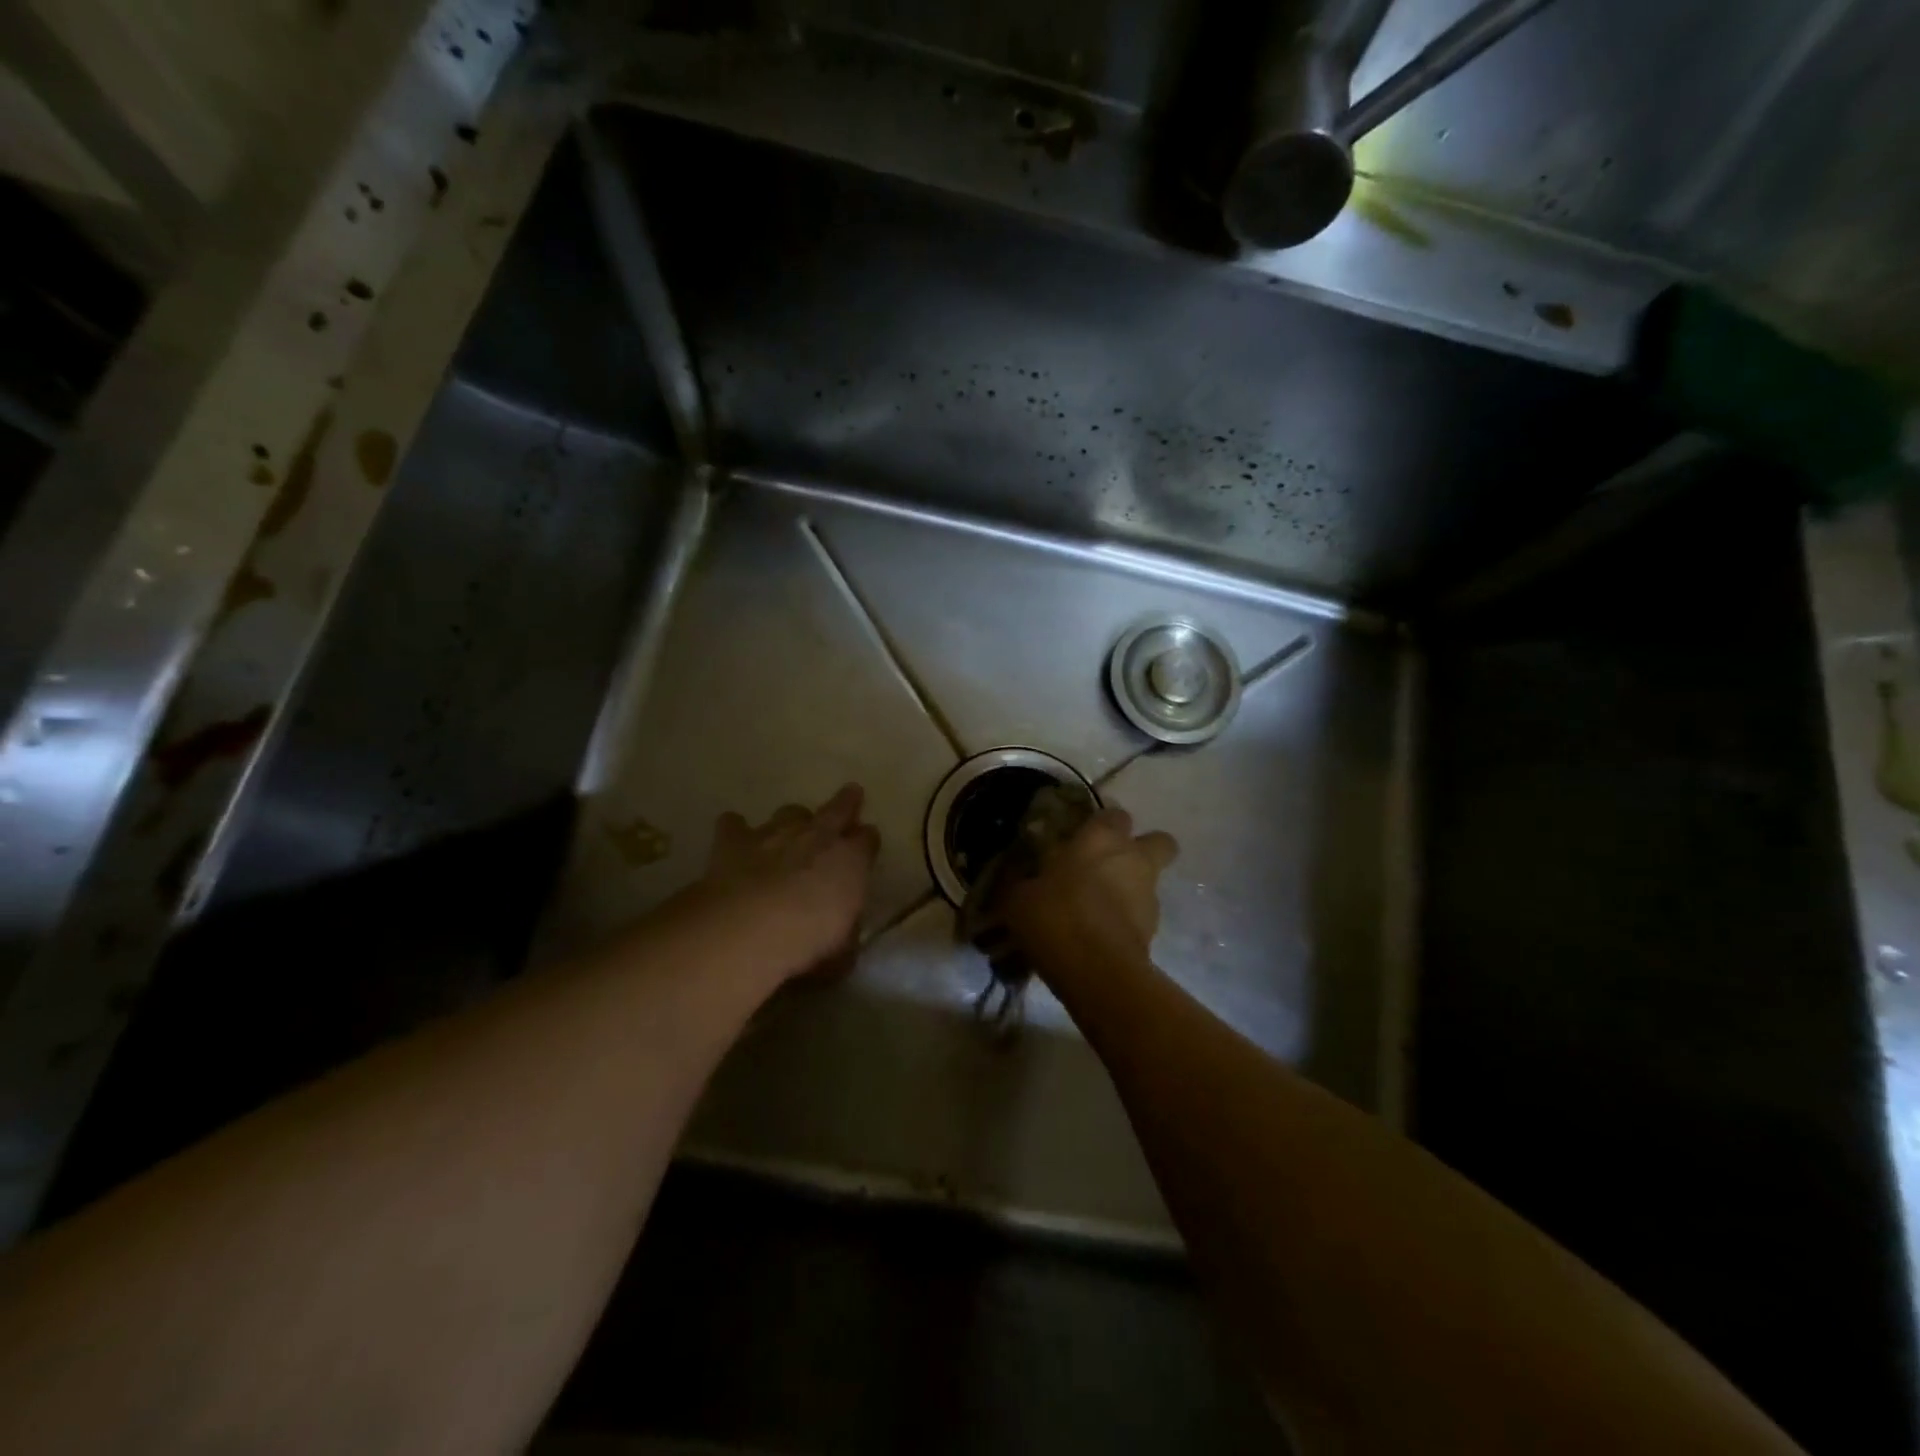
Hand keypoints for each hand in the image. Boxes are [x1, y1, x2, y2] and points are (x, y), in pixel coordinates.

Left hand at [690, 784, 880, 983]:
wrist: (750, 927)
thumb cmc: (808, 940)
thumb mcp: (842, 948)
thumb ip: (846, 933)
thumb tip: (845, 935)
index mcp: (851, 860)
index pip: (868, 840)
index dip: (868, 842)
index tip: (867, 843)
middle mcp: (817, 837)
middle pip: (837, 809)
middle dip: (846, 802)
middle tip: (851, 793)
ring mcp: (775, 833)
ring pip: (789, 812)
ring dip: (793, 819)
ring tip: (790, 827)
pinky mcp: (736, 841)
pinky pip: (735, 825)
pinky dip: (736, 829)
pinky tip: (734, 835)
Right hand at [1003, 807, 1177, 975]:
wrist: (1095, 968)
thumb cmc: (1055, 914)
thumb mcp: (1020, 895)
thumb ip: (1026, 880)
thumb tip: (1024, 880)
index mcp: (1102, 837)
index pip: (1114, 813)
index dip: (1102, 824)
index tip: (1083, 837)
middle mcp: (1134, 858)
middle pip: (1159, 841)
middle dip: (1142, 849)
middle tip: (1109, 865)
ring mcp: (1149, 895)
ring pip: (1149, 881)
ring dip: (1130, 888)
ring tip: (1095, 909)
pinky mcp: (1154, 930)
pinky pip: (1139, 915)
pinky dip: (1125, 920)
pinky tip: (1097, 935)